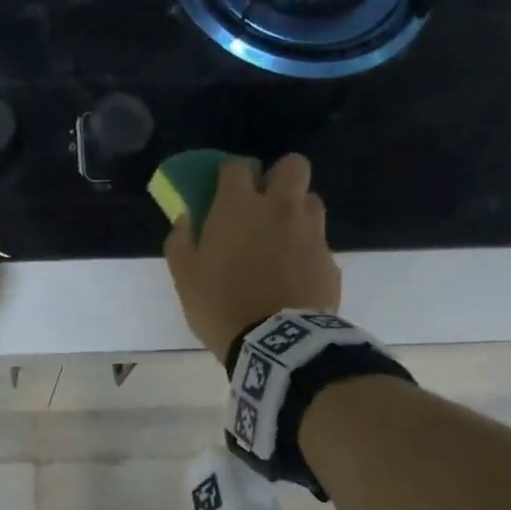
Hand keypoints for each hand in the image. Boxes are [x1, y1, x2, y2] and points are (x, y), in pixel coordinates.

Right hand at [165, 154, 340, 357]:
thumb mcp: (185, 278)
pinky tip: (294, 275)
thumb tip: (186, 219)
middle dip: (278, 176)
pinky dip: (307, 251)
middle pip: (292, 165)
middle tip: (263, 203)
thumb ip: (181, 241)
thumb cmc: (221, 306)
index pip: (237, 165)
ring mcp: (311, 232)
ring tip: (281, 238)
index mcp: (239, 207)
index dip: (229, 173)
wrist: (275, 343)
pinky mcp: (330, 260)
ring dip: (296, 211)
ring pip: (311, 201)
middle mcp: (280, 208)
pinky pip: (319, 242)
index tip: (222, 190)